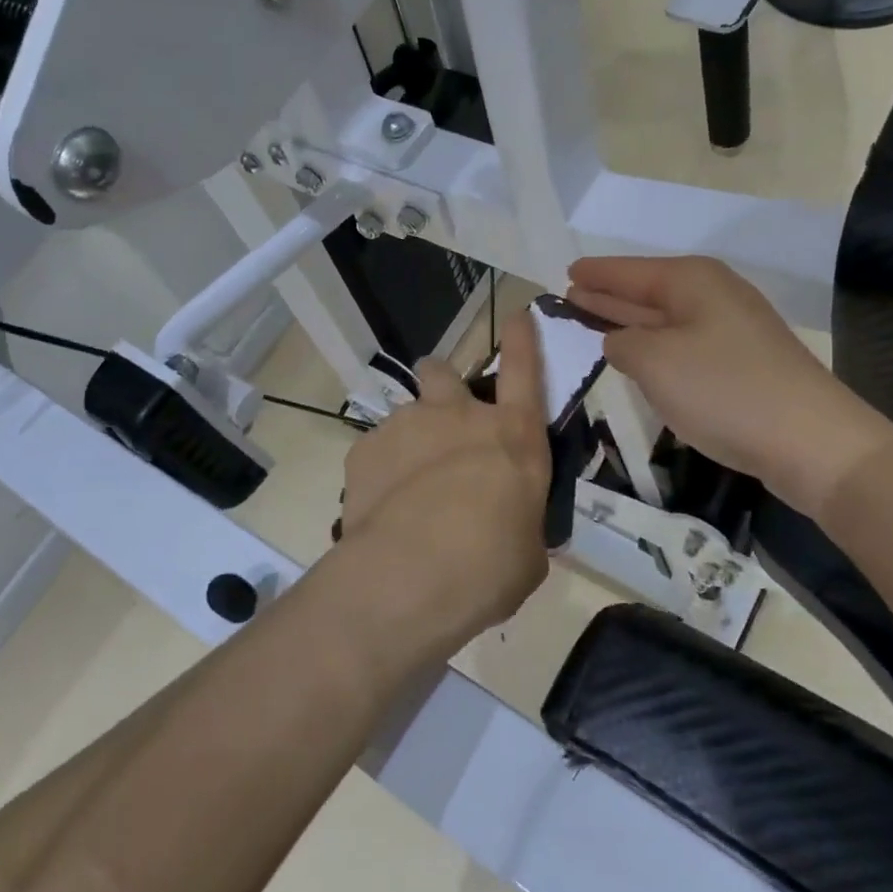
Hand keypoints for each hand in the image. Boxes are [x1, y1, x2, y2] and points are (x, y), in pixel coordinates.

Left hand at [319, 308, 551, 662]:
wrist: (410, 576)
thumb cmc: (489, 567)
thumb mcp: (527, 550)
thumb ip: (518, 522)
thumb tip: (509, 528)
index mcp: (513, 436)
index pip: (525, 370)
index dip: (523, 339)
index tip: (518, 314)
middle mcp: (458, 416)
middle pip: (442, 370)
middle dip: (440, 382)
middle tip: (439, 417)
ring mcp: (407, 425)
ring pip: (405, 415)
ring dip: (409, 441)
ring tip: (406, 491)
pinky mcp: (364, 448)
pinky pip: (374, 451)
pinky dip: (379, 471)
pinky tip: (380, 509)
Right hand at [568, 255, 892, 517]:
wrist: (810, 441)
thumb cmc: (723, 389)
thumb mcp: (654, 362)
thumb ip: (623, 344)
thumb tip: (620, 342)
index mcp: (690, 281)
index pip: (628, 271)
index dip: (596, 273)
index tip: (567, 272)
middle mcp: (712, 295)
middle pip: (647, 291)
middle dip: (609, 295)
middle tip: (570, 296)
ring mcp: (731, 330)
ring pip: (665, 319)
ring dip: (630, 322)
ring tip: (593, 321)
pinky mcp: (741, 363)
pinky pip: (683, 344)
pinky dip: (655, 347)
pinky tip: (639, 356)